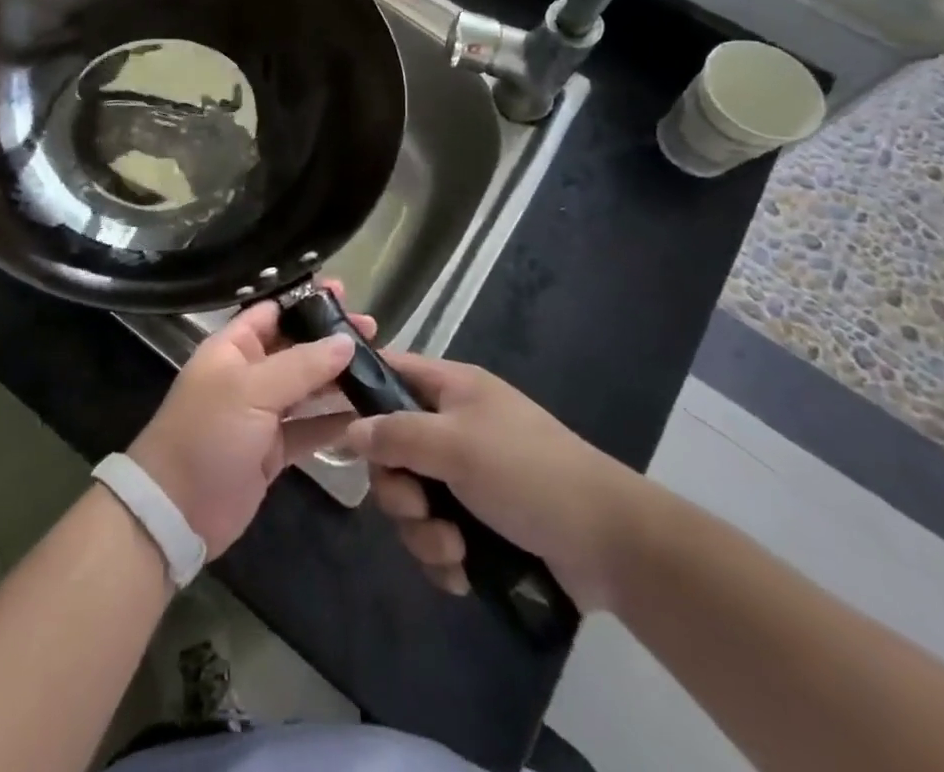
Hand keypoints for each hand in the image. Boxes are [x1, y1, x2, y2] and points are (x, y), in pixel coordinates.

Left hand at [127, 287, 373, 560]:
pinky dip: (335, 421)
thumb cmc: (208, 433)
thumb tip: (346, 341)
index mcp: (233, 347)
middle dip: (331, 339)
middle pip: (296, 347)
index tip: (345, 295)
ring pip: (307, 387)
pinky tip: (367, 414)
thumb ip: (301, 365)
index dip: (307, 302)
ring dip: (338, 378)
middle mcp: (249, 373)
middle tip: (374, 332)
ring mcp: (262, 413)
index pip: (273, 312)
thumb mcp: (252, 390)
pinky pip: (310, 427)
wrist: (176, 511)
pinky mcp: (274, 450)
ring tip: (380, 367)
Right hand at [346, 352, 649, 612]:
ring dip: (423, 532)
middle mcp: (453, 427)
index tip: (332, 423)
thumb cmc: (528, 473)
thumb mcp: (456, 445)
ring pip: (412, 500)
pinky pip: (436, 536)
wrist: (610, 545)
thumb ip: (397, 434)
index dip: (358, 390)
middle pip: (391, 449)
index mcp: (451, 389)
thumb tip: (349, 430)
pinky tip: (464, 572)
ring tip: (454, 549)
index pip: (389, 371)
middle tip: (418, 507)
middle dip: (398, 489)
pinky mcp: (480, 524)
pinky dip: (444, 556)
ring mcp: (466, 476)